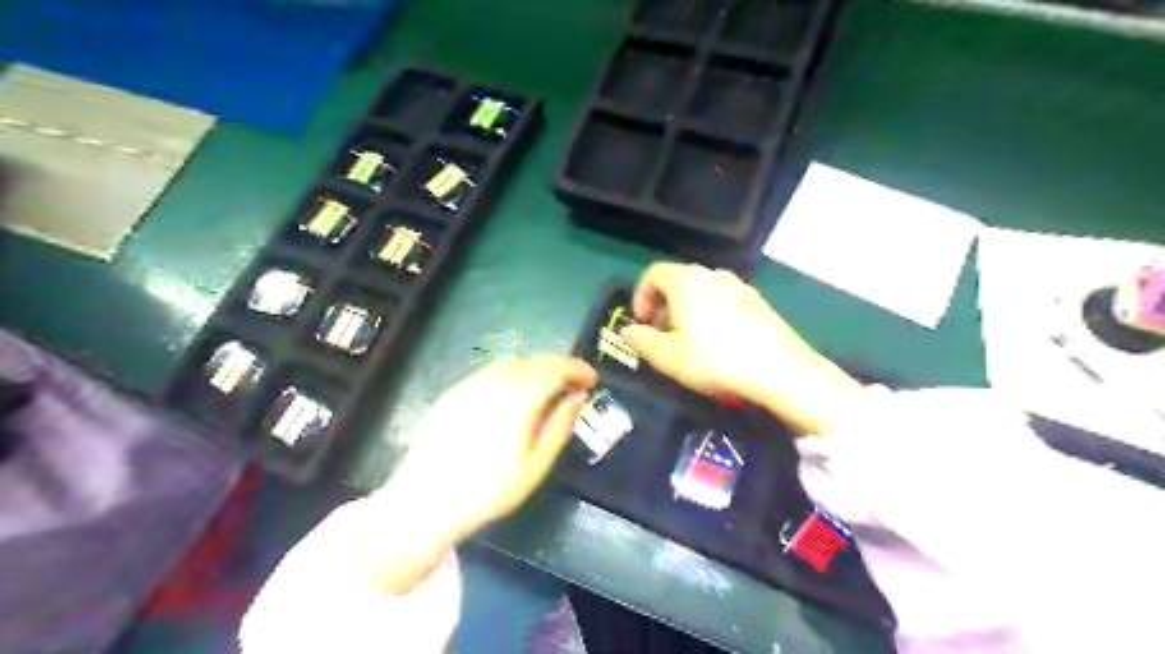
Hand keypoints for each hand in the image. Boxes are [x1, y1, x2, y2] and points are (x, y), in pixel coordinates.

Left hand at [354, 358, 593, 592]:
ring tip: (545, 389)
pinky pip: (490, 372)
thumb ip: (559, 427)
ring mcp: (470, 384)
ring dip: (535, 368)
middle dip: (559, 366)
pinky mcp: (453, 392)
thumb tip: (577, 398)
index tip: (592, 379)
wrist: (426, 501)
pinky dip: (511, 374)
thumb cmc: (488, 490)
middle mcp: (494, 382)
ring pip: (511, 362)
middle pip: (534, 360)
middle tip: (573, 383)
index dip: (577, 369)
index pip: (555, 369)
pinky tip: (511, 397)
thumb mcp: (535, 466)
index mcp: (518, 399)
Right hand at [624, 264, 857, 437]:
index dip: (640, 296)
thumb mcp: (667, 356)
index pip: (653, 273)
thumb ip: (640, 340)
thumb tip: (628, 330)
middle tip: (662, 335)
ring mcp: (739, 286)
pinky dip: (710, 314)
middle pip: (678, 281)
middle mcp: (713, 275)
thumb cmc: (714, 359)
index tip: (642, 323)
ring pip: (702, 291)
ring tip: (689, 342)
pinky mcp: (758, 301)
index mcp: (686, 281)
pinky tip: (718, 344)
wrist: (779, 369)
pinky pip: (723, 300)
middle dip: (663, 306)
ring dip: (686, 311)